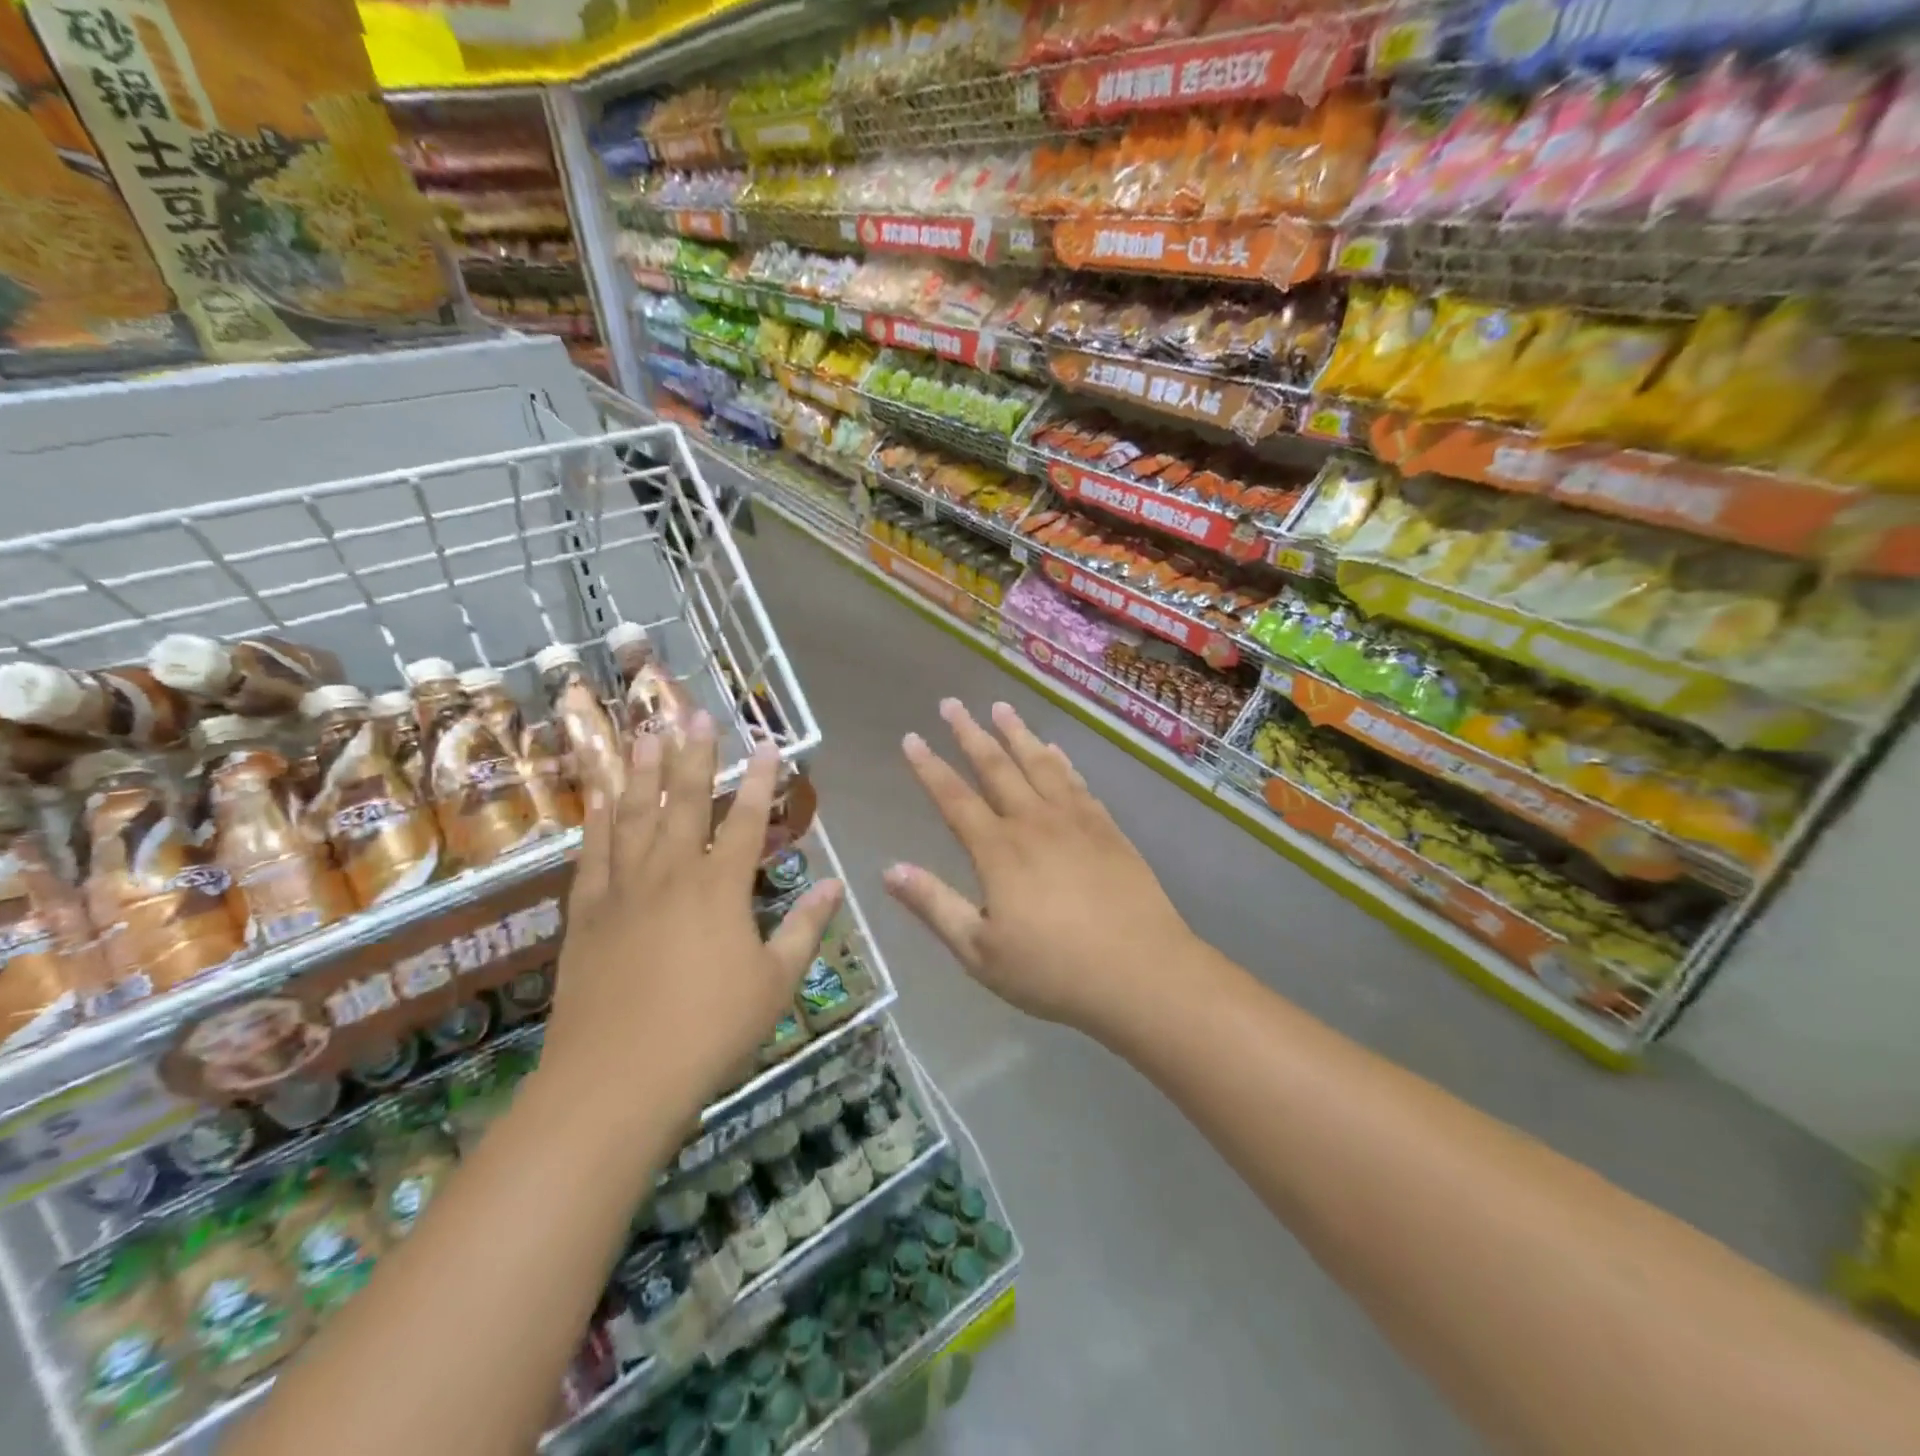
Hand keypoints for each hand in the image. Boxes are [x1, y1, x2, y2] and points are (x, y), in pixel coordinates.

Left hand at [543, 712, 843, 1122]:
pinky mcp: (585, 914)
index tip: (765, 743)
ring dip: (641, 771)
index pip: (745, 819)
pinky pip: (592, 854)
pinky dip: (597, 821)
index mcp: (719, 888)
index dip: (759, 780)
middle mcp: (670, 874)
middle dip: (693, 755)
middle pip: (683, 801)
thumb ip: (805, 927)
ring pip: (632, 816)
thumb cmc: (709, 1031)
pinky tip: (599, 798)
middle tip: (694, 713)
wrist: (616, 1079)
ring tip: (644, 733)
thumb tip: (836, 885)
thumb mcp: (775, 982)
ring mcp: (621, 890)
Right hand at [884, 699, 1194, 1033]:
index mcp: (999, 850)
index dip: (929, 767)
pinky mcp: (1108, 829)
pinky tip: (1055, 750)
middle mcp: (1034, 822)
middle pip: (997, 767)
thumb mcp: (980, 951)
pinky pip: (1078, 782)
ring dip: (1017, 733)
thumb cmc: (1053, 970)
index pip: (954, 798)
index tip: (912, 738)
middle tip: (952, 703)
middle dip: (970, 733)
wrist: (1141, 972)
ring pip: (1040, 764)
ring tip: (1001, 707)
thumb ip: (935, 905)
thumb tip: (890, 869)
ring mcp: (1075, 821)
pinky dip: (1061, 761)